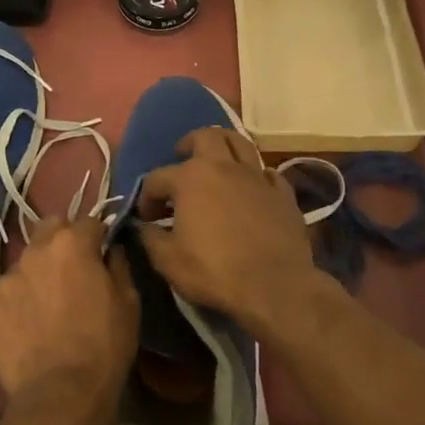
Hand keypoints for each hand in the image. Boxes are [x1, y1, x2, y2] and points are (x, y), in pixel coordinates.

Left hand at [0, 216, 138, 424]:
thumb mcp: (129, 302)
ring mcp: (7, 280)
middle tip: (74, 270)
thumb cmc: (104, 346)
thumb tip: (112, 249)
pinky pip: (9, 296)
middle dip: (63, 240)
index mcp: (71, 243)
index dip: (99, 235)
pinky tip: (31, 328)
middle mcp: (35, 251)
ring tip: (49, 305)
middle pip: (50, 229)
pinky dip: (20, 303)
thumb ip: (119, 264)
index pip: (89, 220)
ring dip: (39, 273)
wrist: (60, 397)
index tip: (104, 252)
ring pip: (26, 262)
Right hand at [135, 127, 320, 329]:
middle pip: (205, 136)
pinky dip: (256, 175)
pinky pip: (267, 172)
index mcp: (190, 178)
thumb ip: (150, 238)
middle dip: (189, 144)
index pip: (157, 177)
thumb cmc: (215, 272)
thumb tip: (142, 226)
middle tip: (182, 159)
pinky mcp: (283, 193)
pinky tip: (252, 188)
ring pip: (240, 143)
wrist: (275, 287)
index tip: (146, 217)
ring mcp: (256, 177)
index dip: (147, 197)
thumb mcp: (168, 261)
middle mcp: (223, 167)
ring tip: (217, 161)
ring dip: (224, 146)